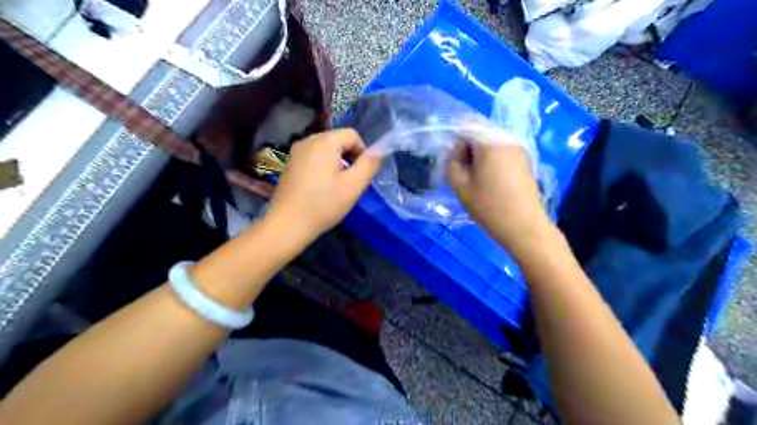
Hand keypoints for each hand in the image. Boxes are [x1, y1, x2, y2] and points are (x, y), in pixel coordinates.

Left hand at [267, 128, 384, 242]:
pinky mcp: (290, 164)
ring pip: (326, 149)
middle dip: (349, 157)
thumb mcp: (353, 185)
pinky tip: (321, 188)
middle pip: (338, 140)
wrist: (288, 224)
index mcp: (324, 142)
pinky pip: (313, 158)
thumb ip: (369, 164)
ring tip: (337, 186)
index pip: (352, 135)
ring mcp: (296, 152)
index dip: (363, 152)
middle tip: (351, 182)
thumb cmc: (324, 204)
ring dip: (337, 163)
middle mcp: (308, 140)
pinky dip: (323, 167)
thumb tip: (379, 149)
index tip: (361, 174)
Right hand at [448, 141, 549, 256]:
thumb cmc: (489, 206)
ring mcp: (518, 149)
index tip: (451, 159)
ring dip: (479, 154)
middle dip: (467, 147)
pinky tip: (489, 181)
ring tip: (474, 179)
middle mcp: (507, 139)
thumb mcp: (460, 186)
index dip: (455, 137)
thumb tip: (456, 154)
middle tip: (461, 171)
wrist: (524, 226)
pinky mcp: (524, 161)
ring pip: (491, 142)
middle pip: (481, 131)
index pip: (468, 122)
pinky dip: (491, 160)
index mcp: (490, 141)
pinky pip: (501, 151)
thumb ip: (451, 163)